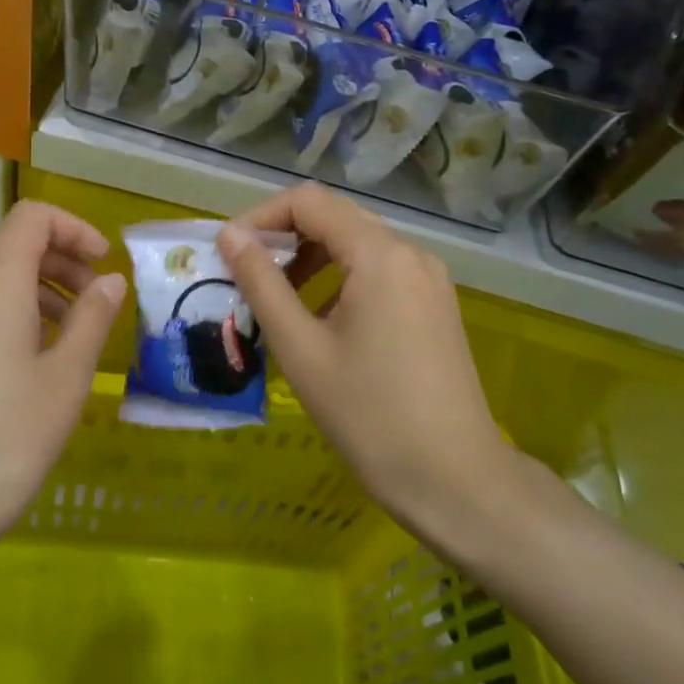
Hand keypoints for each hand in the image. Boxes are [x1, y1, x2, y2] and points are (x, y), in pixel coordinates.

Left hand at [0, 201, 126, 561]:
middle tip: (99, 301)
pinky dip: (18, 312)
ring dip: (43, 288)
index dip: (75, 228)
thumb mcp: (65, 379)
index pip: (33, 217)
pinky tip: (38, 361)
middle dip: (64, 259)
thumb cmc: (3, 440)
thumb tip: (111, 280)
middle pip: (15, 243)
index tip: (105, 265)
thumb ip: (92, 319)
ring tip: (75, 333)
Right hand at [218, 184, 513, 543]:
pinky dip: (341, 279)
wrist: (455, 481)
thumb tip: (231, 237)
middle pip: (335, 217)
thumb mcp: (301, 349)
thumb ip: (262, 284)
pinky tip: (321, 320)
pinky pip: (379, 271)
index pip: (309, 202)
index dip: (261, 217)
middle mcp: (410, 253)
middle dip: (284, 237)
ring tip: (277, 299)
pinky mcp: (435, 305)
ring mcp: (428, 279)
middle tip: (245, 274)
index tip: (228, 252)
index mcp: (380, 255)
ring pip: (357, 244)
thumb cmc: (369, 416)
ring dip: (311, 259)